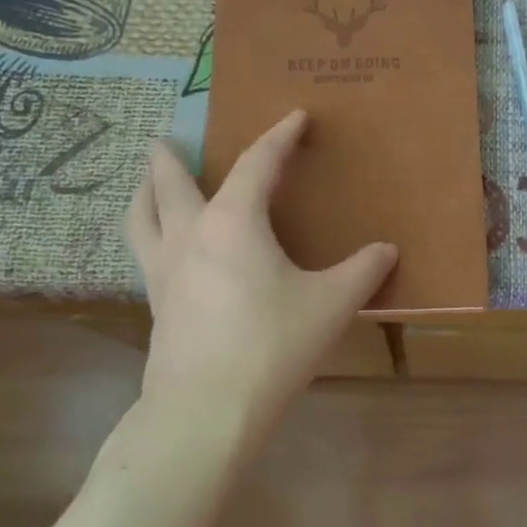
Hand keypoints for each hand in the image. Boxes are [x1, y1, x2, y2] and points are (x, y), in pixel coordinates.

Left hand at [125, 110, 396, 440]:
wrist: (206, 410)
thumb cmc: (272, 345)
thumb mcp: (331, 305)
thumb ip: (362, 272)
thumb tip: (387, 251)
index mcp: (233, 222)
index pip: (258, 163)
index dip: (280, 136)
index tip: (294, 116)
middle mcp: (189, 234)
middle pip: (170, 181)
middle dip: (171, 156)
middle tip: (170, 139)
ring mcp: (163, 270)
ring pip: (140, 215)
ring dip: (143, 191)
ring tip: (147, 183)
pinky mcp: (156, 303)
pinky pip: (144, 252)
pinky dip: (148, 233)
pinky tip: (165, 250)